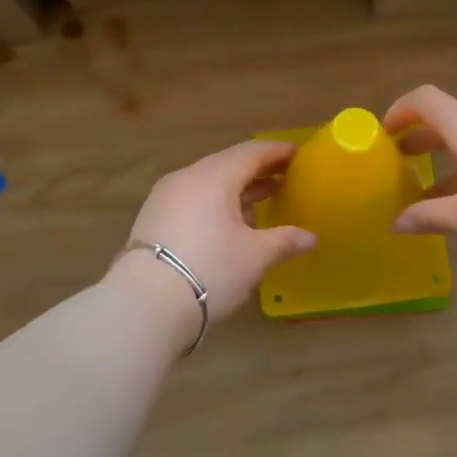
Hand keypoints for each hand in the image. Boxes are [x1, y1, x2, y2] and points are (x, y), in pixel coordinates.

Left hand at [119, 139, 317, 320]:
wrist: (145, 304)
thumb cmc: (210, 271)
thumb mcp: (255, 257)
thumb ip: (285, 241)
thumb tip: (311, 237)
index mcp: (214, 177)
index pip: (252, 152)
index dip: (277, 152)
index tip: (298, 154)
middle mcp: (187, 177)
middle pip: (228, 164)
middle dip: (258, 170)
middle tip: (284, 176)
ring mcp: (165, 196)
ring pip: (208, 182)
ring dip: (236, 188)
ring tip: (261, 200)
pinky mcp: (153, 217)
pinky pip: (192, 198)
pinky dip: (215, 202)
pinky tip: (229, 222)